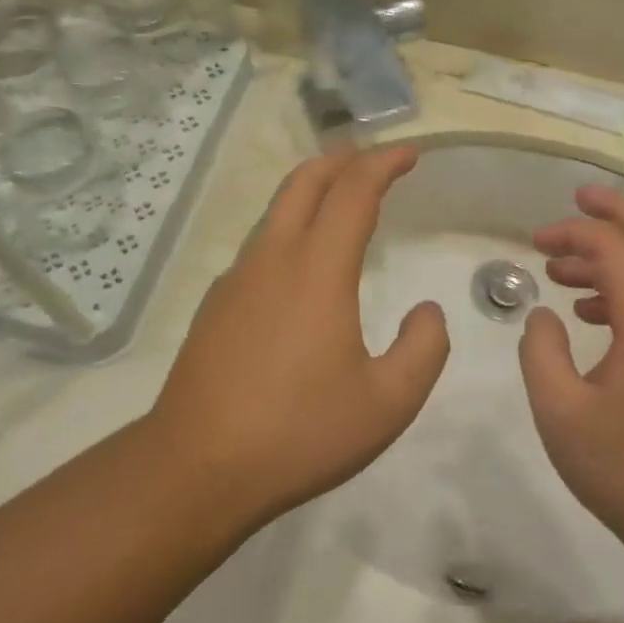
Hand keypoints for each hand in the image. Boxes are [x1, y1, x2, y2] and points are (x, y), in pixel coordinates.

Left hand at [145, 146, 449, 526]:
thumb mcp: (388, 403)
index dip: (384, 164)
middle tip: (374, 158)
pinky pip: (260, 245)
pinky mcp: (217, 305)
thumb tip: (426, 312)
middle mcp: (273, 260)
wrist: (197, 468)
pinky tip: (302, 264)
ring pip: (277, 211)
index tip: (410, 154)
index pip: (353, 192)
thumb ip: (423, 349)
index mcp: (317, 271)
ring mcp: (237, 279)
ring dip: (312, 190)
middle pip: (304, 182)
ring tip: (341, 199)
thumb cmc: (299, 433)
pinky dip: (290, 227)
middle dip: (342, 159)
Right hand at [518, 185, 623, 558]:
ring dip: (618, 252)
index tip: (534, 242)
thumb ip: (541, 351)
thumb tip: (543, 316)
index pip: (616, 247)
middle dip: (615, 210)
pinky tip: (590, 310)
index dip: (573, 233)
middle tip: (575, 201)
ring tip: (563, 268)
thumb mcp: (560, 411)